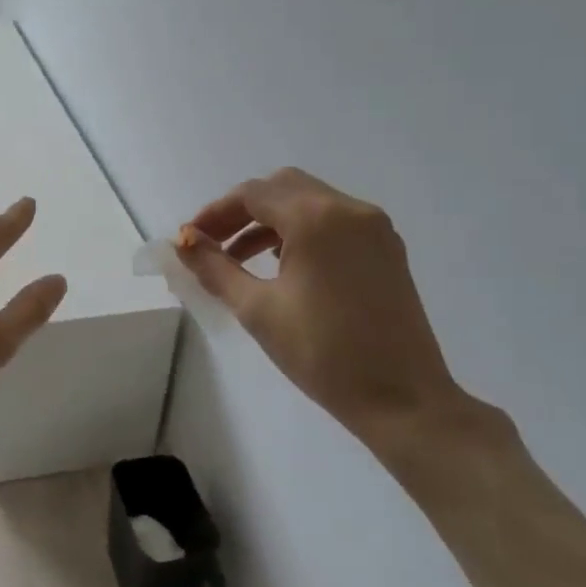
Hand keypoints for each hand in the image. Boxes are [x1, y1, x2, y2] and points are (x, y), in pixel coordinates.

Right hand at [177, 168, 484, 451]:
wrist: (401, 399)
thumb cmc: (321, 353)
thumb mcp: (257, 309)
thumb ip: (215, 268)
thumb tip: (183, 244)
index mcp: (316, 218)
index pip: (253, 194)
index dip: (214, 213)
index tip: (190, 240)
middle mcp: (349, 209)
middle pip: (282, 188)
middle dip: (241, 211)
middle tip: (213, 244)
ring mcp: (374, 228)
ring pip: (309, 202)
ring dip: (270, 221)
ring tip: (239, 261)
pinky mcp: (387, 249)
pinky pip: (333, 221)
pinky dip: (300, 231)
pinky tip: (282, 267)